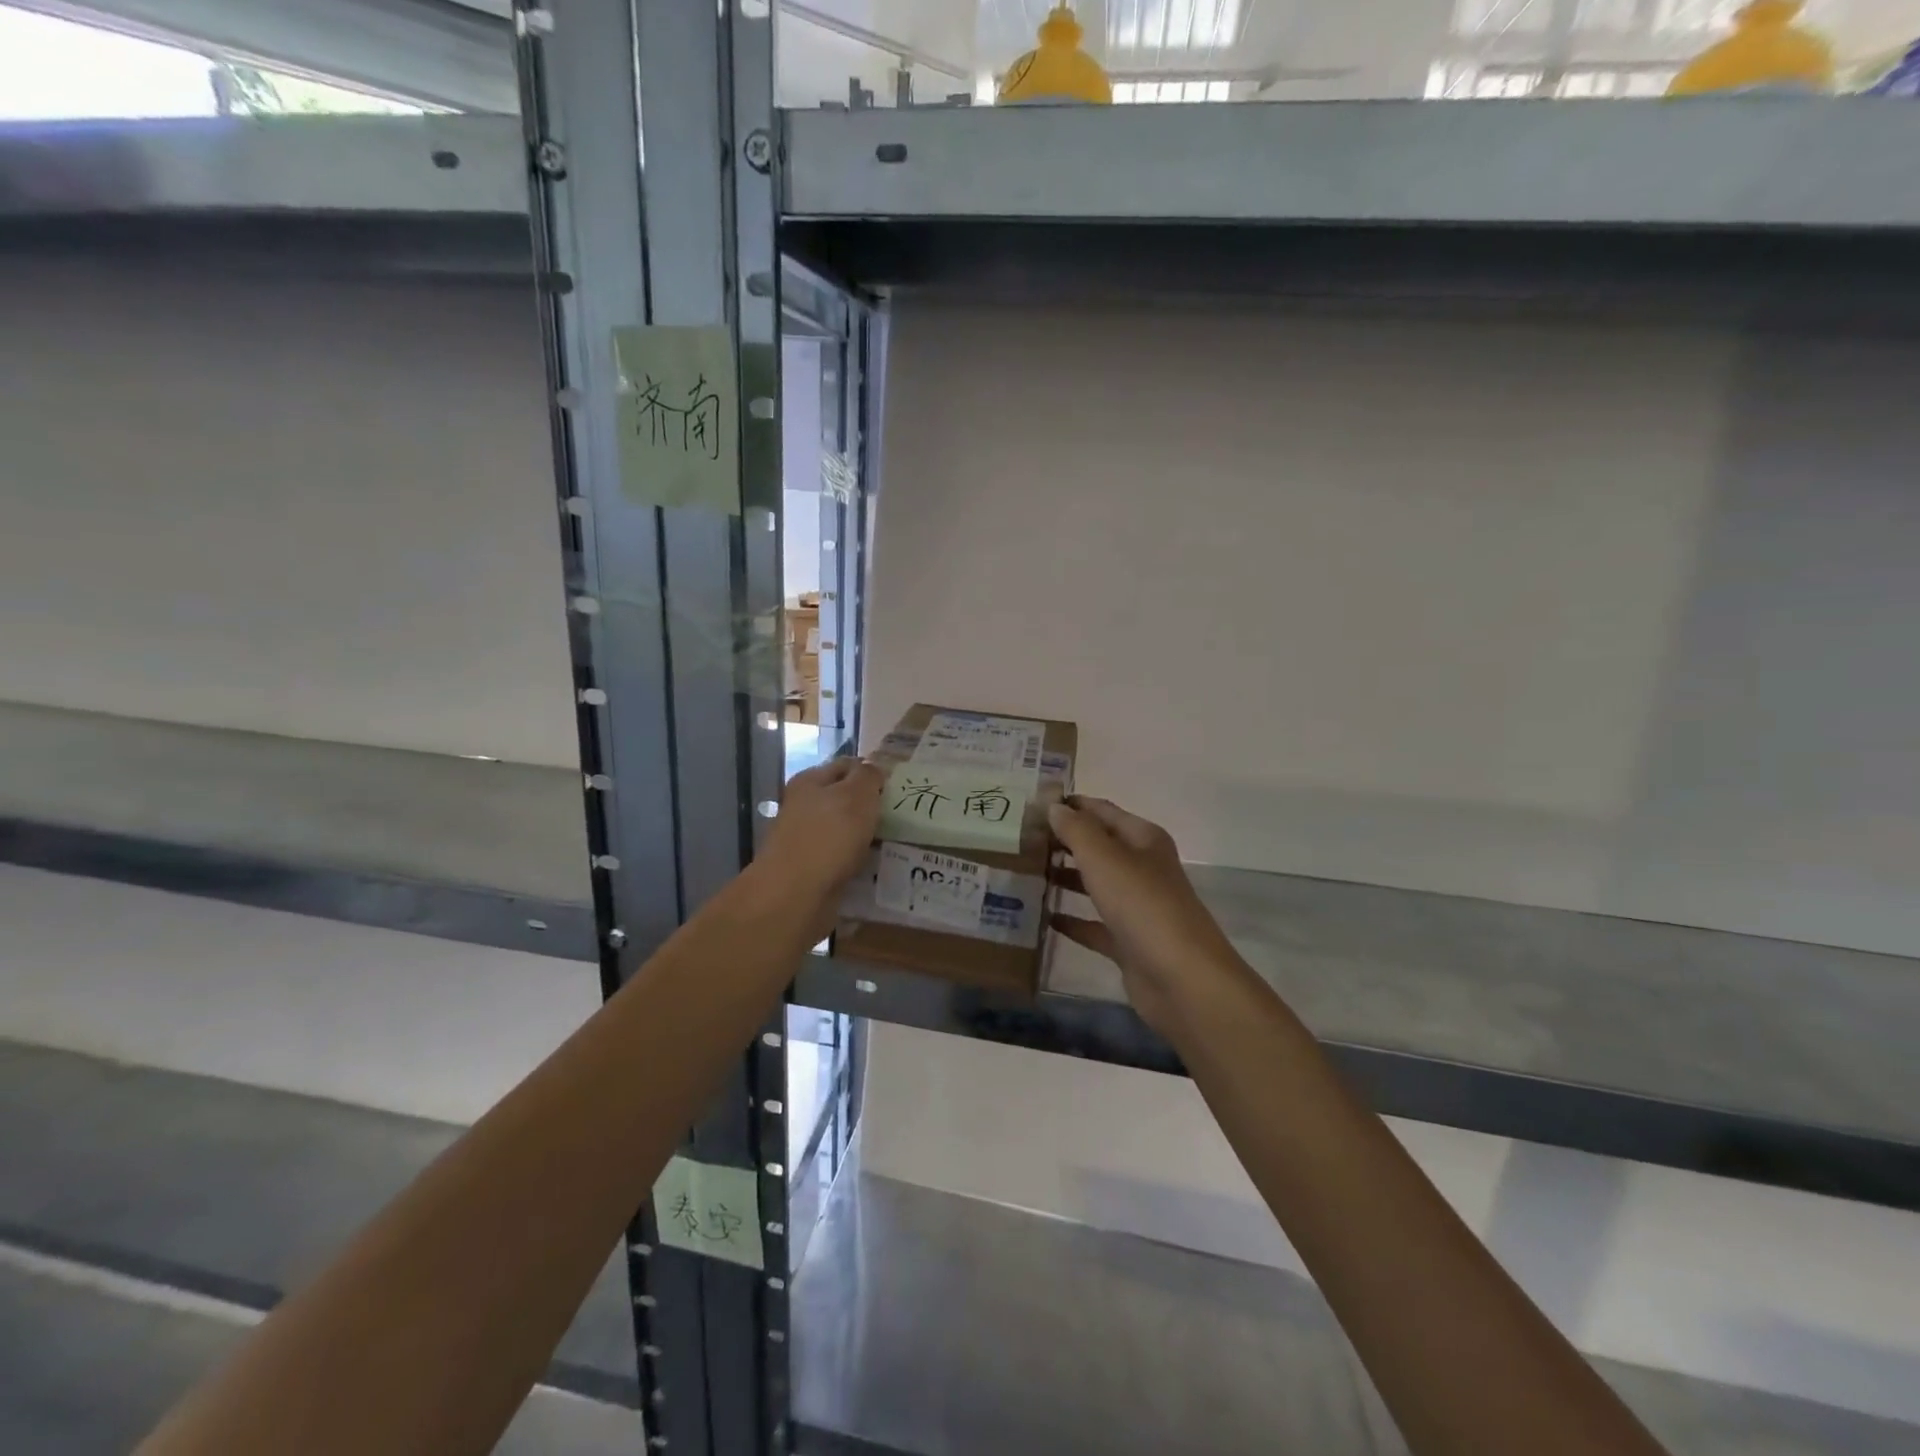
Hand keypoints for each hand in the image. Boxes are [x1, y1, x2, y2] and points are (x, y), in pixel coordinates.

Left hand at [757, 757, 884, 910]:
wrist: (795, 895)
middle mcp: (804, 806)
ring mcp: (806, 839)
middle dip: (871, 806)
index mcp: (810, 781)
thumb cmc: (829, 835)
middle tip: (901, 815)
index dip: (871, 772)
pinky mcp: (811, 868)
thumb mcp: (857, 794)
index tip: (898, 786)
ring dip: (866, 835)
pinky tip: (876, 865)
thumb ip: (868, 776)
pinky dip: (858, 860)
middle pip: (844, 798)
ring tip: (895, 841)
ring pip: (845, 830)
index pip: (846, 765)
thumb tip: (873, 770)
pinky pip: (842, 857)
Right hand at [1049, 796, 1244, 1035]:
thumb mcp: (1105, 858)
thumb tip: (1053, 806)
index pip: (1101, 811)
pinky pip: (1094, 924)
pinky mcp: (1128, 942)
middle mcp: (1142, 868)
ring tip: (1025, 872)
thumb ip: (1076, 830)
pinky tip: (1043, 917)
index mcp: (1143, 839)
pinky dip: (1072, 919)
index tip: (1030, 805)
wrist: (1182, 979)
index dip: (1070, 805)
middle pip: (1098, 846)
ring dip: (1065, 877)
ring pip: (1095, 883)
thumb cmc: (1143, 906)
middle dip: (1063, 841)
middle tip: (1019, 839)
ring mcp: (1136, 906)